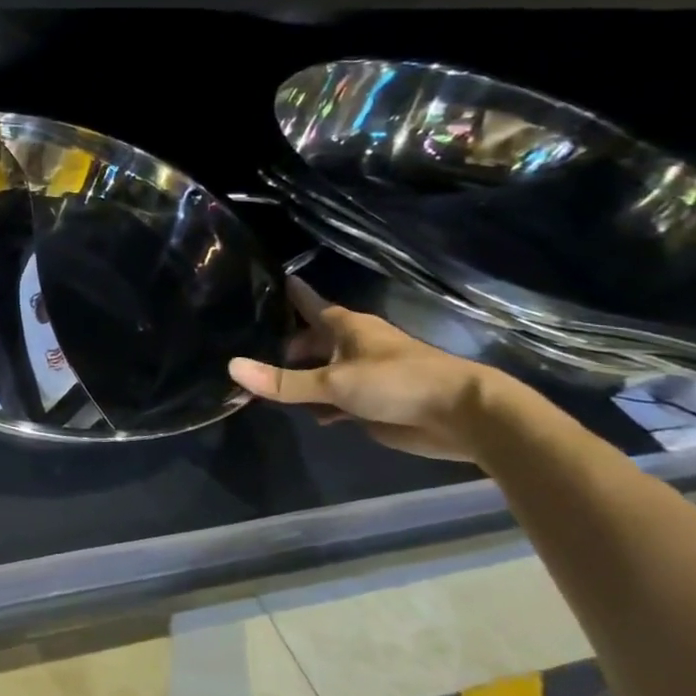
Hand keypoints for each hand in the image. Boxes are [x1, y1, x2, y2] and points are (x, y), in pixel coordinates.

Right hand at [228, 277, 504, 460]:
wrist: (463, 416)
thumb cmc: (398, 383)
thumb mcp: (333, 382)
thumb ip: (283, 381)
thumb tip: (231, 367)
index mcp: (347, 328)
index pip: (310, 304)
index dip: (293, 294)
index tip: (278, 280)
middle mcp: (353, 346)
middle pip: (311, 342)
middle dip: (286, 348)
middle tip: (250, 352)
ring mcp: (364, 375)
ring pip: (322, 372)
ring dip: (300, 379)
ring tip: (264, 384)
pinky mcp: (372, 403)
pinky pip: (335, 400)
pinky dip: (319, 405)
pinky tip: (305, 414)